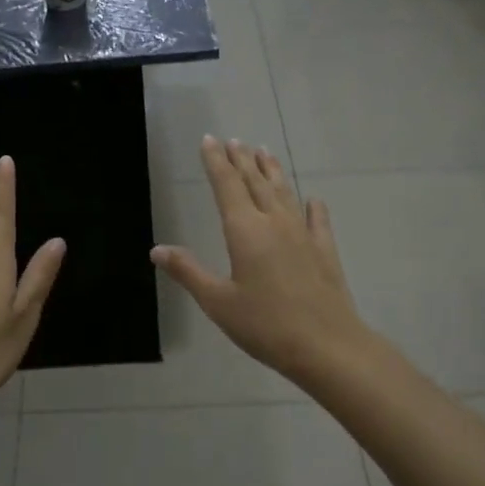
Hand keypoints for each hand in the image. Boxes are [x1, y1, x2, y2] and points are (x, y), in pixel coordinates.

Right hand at [152, 137, 365, 386]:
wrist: (327, 345)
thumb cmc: (265, 325)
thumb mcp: (217, 302)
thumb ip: (188, 271)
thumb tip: (157, 249)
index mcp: (245, 231)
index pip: (227, 185)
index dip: (216, 162)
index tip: (209, 140)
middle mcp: (274, 223)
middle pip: (255, 182)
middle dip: (242, 160)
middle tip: (233, 140)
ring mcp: (303, 235)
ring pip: (284, 193)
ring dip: (272, 171)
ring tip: (263, 152)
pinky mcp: (324, 251)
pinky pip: (317, 220)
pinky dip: (312, 206)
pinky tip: (313, 199)